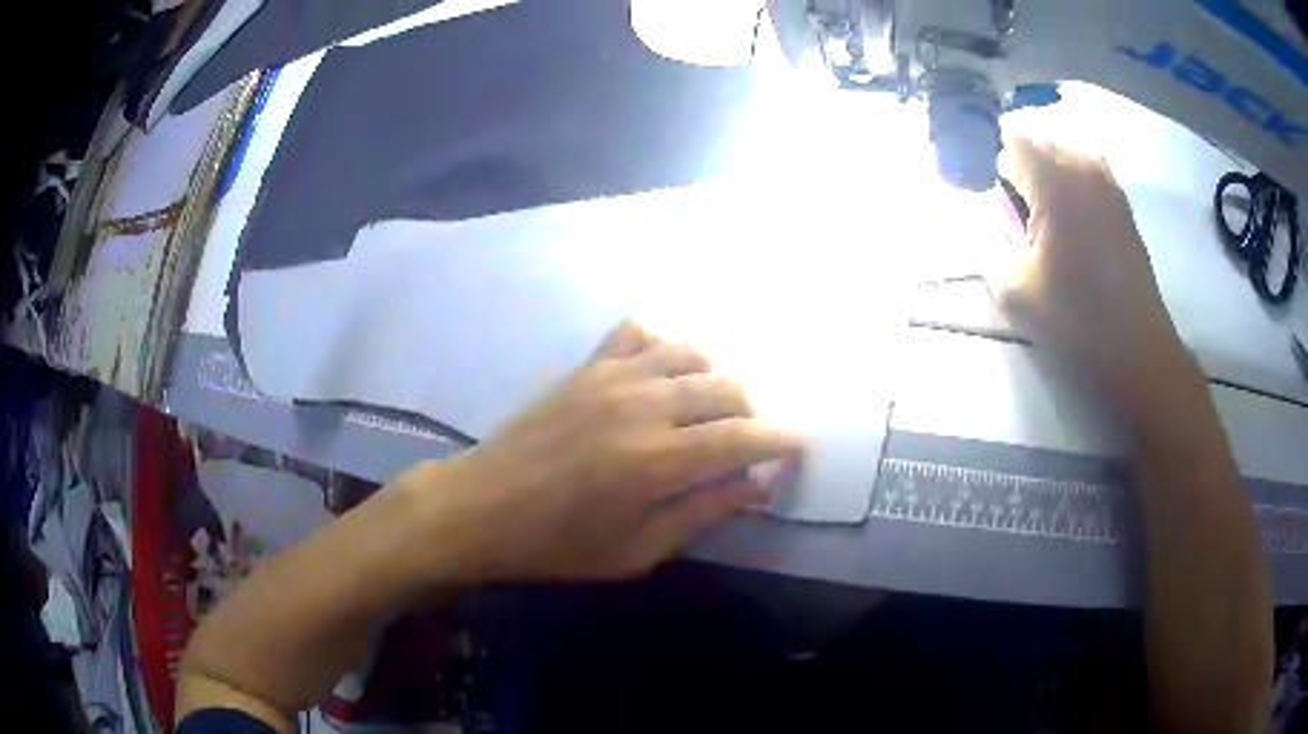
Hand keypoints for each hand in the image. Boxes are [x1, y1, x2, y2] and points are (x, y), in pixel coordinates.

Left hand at [397, 321, 803, 582]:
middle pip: (727, 388)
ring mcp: (612, 377)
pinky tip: (662, 373)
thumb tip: (761, 482)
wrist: (480, 507)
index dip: (781, 441)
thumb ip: (704, 512)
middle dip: (752, 412)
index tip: (796, 448)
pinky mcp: (586, 366)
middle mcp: (643, 406)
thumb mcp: (637, 552)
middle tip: (747, 442)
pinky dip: (664, 345)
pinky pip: (638, 332)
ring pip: (692, 354)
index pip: (745, 437)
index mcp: (658, 461)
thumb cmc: (557, 544)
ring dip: (715, 380)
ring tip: (709, 411)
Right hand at [993, 137, 1196, 408]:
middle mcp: (1083, 168)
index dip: (994, 168)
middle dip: (1020, 167)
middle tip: (1016, 212)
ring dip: (1048, 171)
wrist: (1135, 351)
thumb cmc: (1074, 321)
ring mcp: (1108, 183)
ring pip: (1066, 151)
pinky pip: (1089, 169)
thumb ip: (983, 245)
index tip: (992, 204)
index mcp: (1054, 182)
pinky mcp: (1123, 203)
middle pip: (1039, 142)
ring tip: (1043, 211)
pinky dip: (1073, 179)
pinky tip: (1071, 216)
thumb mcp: (1012, 291)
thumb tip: (970, 220)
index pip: (1011, 143)